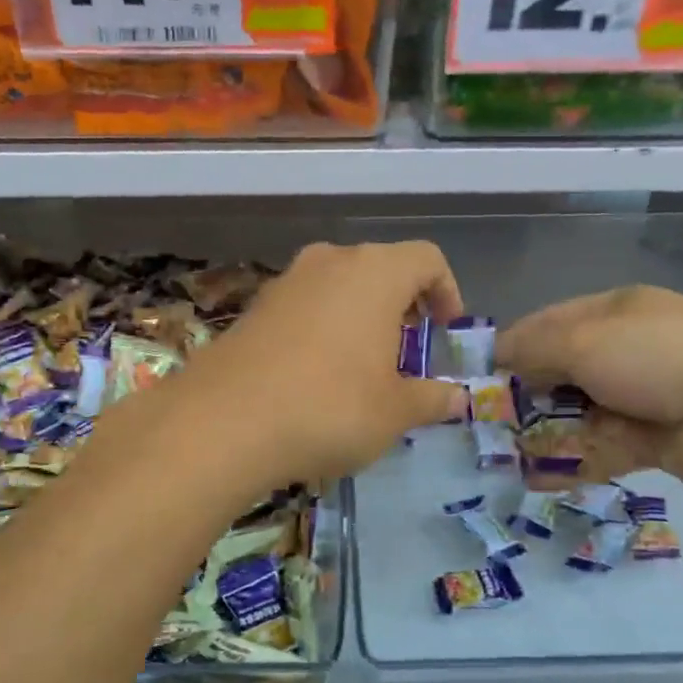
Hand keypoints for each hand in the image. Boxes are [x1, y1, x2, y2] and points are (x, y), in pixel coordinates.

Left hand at [165, 241, 469, 489]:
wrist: (225, 422)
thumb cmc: (330, 407)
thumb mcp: (394, 412)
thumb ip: (431, 398)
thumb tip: (457, 397)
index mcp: (375, 272)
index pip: (426, 259)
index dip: (446, 291)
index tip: (444, 332)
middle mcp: (329, 262)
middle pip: (380, 269)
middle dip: (401, 306)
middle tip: (406, 353)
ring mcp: (285, 282)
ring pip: (338, 286)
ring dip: (358, 317)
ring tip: (361, 367)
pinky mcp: (253, 308)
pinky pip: (303, 307)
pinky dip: (321, 328)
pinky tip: (314, 375)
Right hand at [495, 285, 682, 489]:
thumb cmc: (655, 357)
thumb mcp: (583, 341)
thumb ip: (533, 348)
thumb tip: (498, 354)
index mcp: (618, 311)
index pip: (552, 321)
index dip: (515, 343)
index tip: (481, 371)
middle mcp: (630, 348)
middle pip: (564, 369)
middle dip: (528, 393)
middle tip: (490, 418)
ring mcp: (644, 395)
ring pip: (580, 412)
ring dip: (545, 431)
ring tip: (504, 453)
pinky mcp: (654, 439)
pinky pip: (601, 448)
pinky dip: (572, 462)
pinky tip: (537, 477)